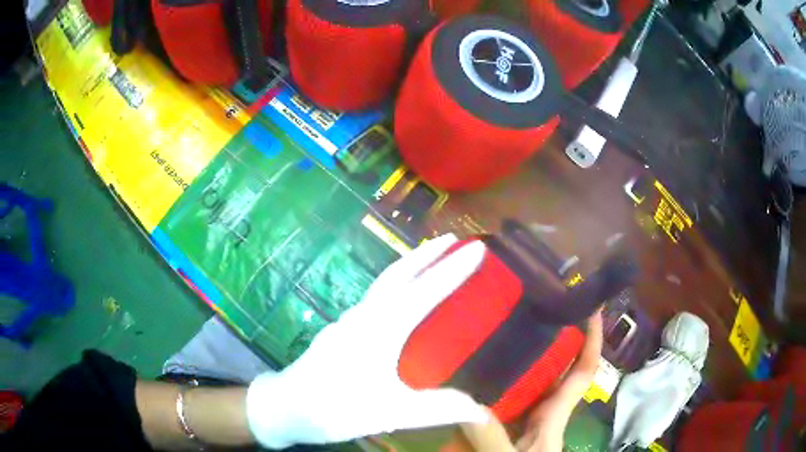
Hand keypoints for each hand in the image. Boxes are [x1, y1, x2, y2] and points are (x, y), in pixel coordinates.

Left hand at [246, 234, 489, 448]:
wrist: (286, 406)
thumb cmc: (335, 408)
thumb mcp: (390, 413)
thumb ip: (436, 409)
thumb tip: (480, 409)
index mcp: (380, 330)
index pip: (424, 292)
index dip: (453, 270)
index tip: (478, 248)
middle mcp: (365, 316)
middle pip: (399, 273)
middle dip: (428, 253)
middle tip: (454, 237)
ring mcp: (350, 320)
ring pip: (385, 282)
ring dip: (411, 264)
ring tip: (434, 256)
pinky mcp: (344, 329)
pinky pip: (377, 296)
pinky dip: (398, 283)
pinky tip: (403, 294)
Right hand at [452, 311, 602, 451]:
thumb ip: (491, 438)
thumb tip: (465, 404)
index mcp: (554, 417)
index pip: (581, 373)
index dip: (592, 340)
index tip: (591, 306)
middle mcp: (539, 413)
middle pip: (549, 370)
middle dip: (546, 338)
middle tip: (526, 304)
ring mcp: (517, 421)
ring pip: (518, 383)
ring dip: (510, 358)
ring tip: (491, 327)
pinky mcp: (497, 429)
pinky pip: (491, 401)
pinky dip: (481, 385)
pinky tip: (460, 373)